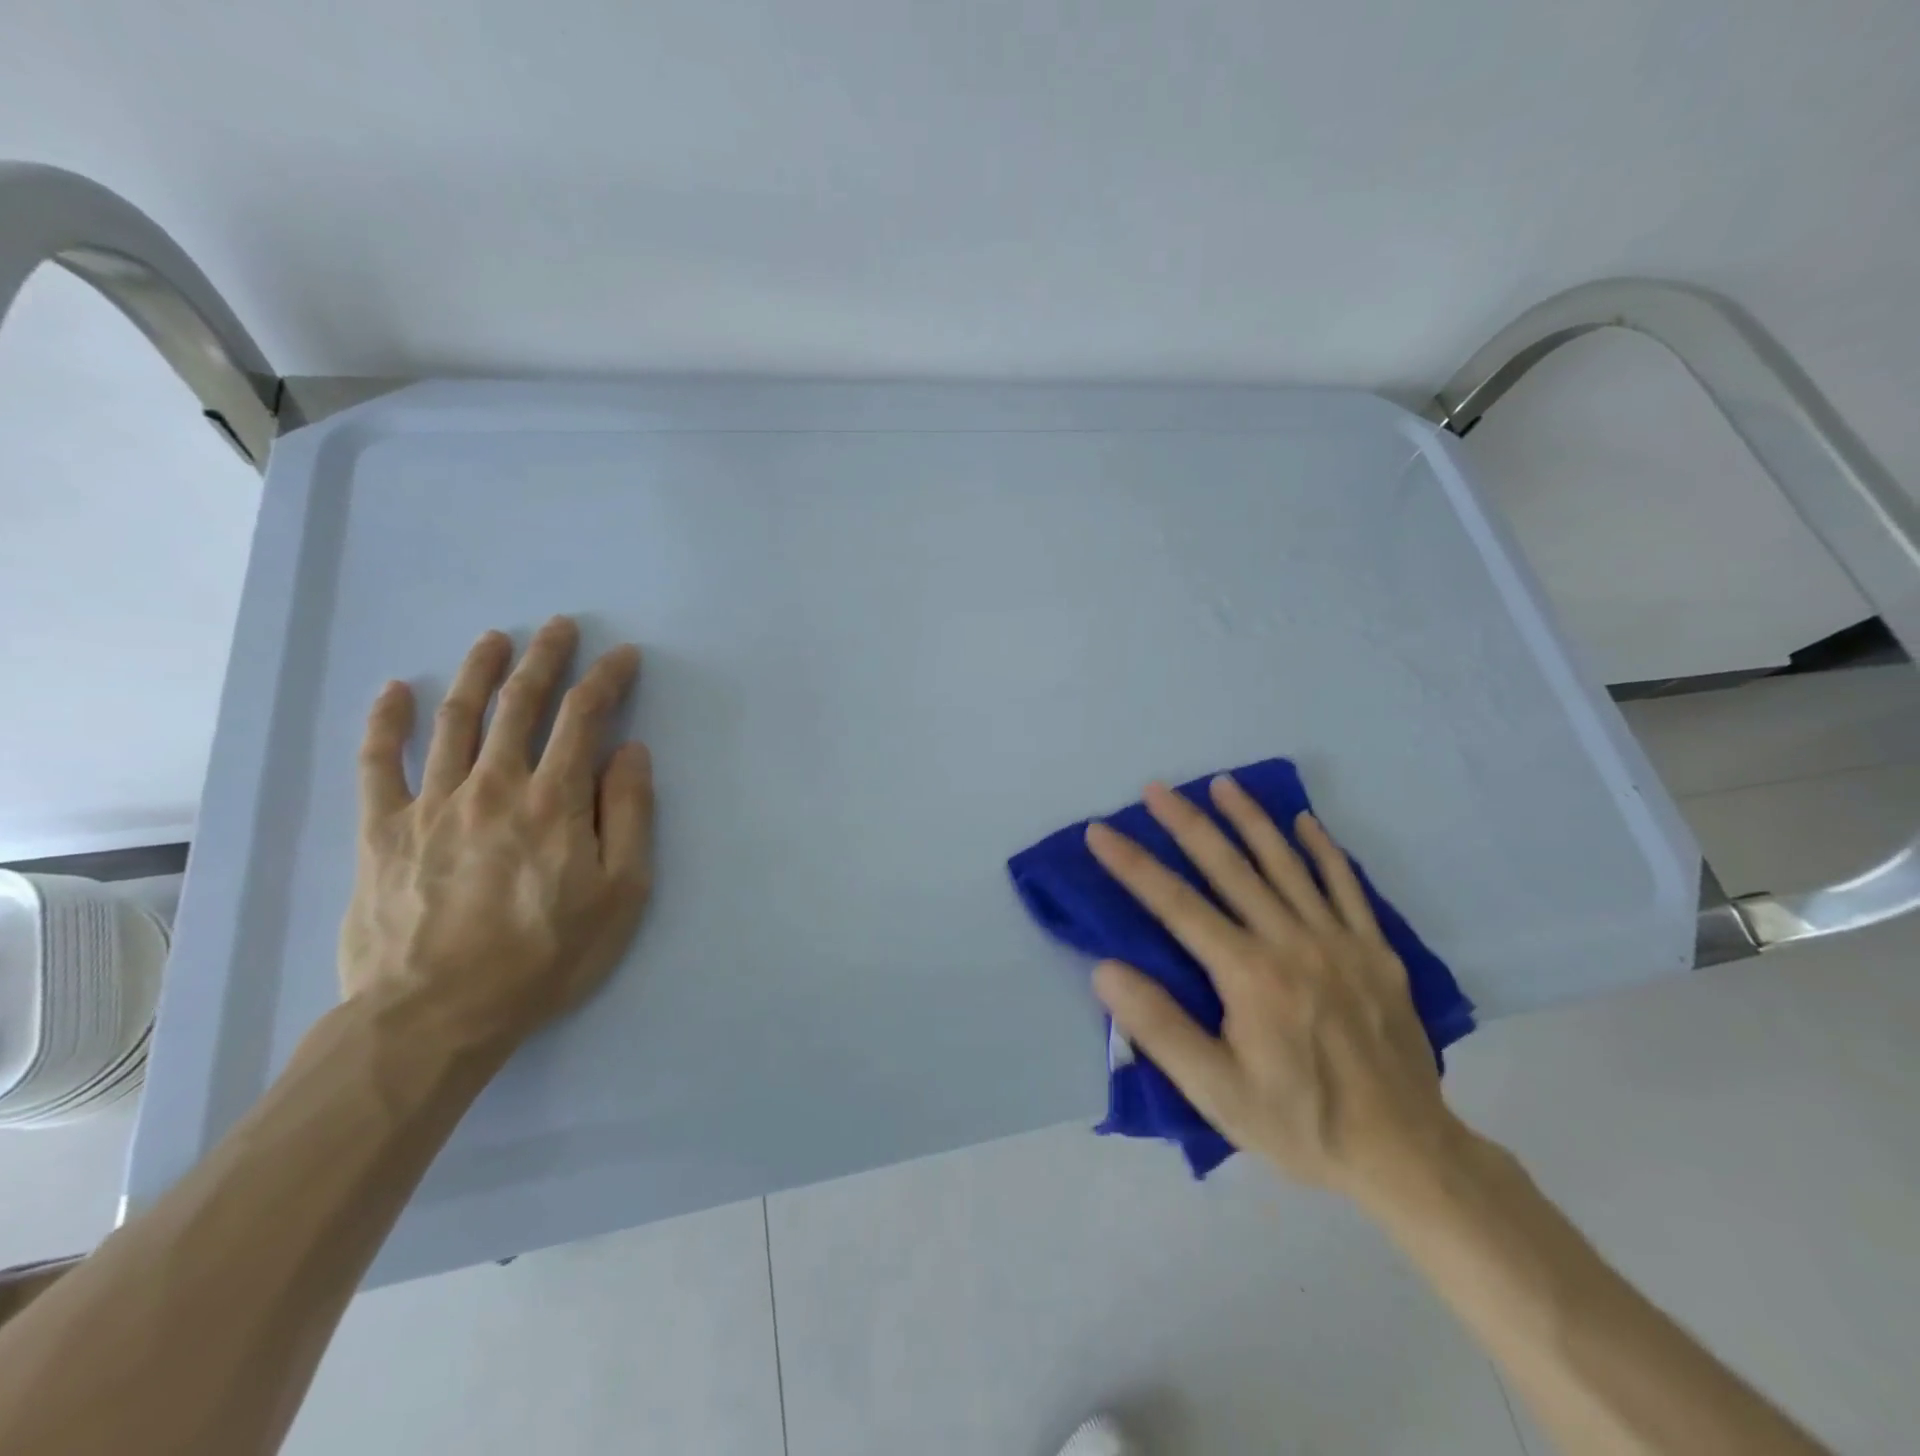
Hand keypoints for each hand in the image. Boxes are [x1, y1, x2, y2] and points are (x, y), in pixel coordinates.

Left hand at [338, 616, 654, 1053]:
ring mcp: (432, 804)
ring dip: (477, 672)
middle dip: (545, 659)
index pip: (584, 718)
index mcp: (555, 800)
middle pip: (519, 704)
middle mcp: (493, 786)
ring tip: (494, 639)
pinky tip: (395, 691)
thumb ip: (630, 815)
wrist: (438, 1015)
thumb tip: (631, 751)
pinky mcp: (383, 831)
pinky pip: (378, 764)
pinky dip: (386, 722)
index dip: (606, 680)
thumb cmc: (546, 956)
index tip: (622, 656)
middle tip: (560, 626)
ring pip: (455, 720)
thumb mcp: (621, 893)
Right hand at [1085, 776, 1463, 1204]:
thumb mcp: (1217, 1093)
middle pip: (1230, 868)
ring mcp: (1339, 941)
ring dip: (1250, 820)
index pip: (1176, 905)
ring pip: (1286, 864)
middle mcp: (1292, 942)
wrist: (1406, 1155)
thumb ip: (1159, 1028)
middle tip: (1156, 788)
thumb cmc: (1300, 1123)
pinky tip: (1304, 822)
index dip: (1133, 865)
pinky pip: (1346, 886)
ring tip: (1222, 784)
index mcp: (1250, 974)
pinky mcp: (1376, 951)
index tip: (1101, 831)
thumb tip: (1106, 970)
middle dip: (1187, 824)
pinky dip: (1323, 850)